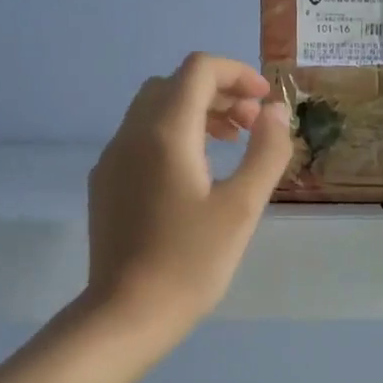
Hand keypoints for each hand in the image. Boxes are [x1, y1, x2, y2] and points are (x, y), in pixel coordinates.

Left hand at [84, 53, 292, 339]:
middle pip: (174, 84)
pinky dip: (173, 134)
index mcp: (166, 132)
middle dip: (218, 92)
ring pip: (154, 110)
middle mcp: (132, 134)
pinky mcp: (106, 183)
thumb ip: (266, 152)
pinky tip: (195, 175)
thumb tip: (276, 112)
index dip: (237, 73)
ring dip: (195, 112)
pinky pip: (141, 137)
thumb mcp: (243, 207)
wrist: (128, 313)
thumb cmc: (192, 261)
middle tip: (251, 125)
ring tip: (230, 144)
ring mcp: (112, 158)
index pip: (198, 69)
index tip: (265, 103)